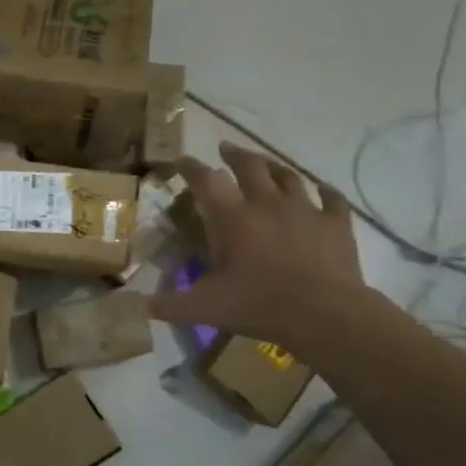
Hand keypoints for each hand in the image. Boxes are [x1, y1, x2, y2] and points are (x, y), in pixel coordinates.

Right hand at [149, 143, 368, 348]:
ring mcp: (305, 210)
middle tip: (224, 149)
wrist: (325, 316)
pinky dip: (325, 191)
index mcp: (232, 218)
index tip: (180, 160)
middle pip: (250, 165)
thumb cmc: (258, 306)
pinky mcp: (336, 224)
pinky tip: (322, 190)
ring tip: (265, 164)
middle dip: (234, 154)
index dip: (190, 167)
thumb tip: (129, 306)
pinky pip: (332, 198)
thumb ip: (165, 304)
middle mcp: (267, 204)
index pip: (206, 180)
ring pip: (288, 176)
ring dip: (273, 166)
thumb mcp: (203, 308)